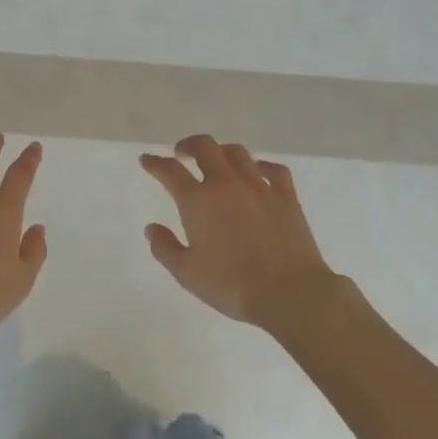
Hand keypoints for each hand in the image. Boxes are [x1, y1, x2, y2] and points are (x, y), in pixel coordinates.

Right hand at [140, 135, 338, 334]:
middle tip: (181, 154)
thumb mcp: (188, 274)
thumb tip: (151, 228)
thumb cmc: (233, 286)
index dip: (155, 163)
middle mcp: (226, 184)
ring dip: (221, 152)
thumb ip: (165, 248)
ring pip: (236, 152)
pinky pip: (273, 169)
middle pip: (204, 146)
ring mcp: (258, 186)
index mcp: (198, 200)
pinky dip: (261, 165)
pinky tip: (257, 172)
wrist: (290, 293)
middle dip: (189, 145)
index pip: (170, 170)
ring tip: (216, 162)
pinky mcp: (285, 196)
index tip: (147, 160)